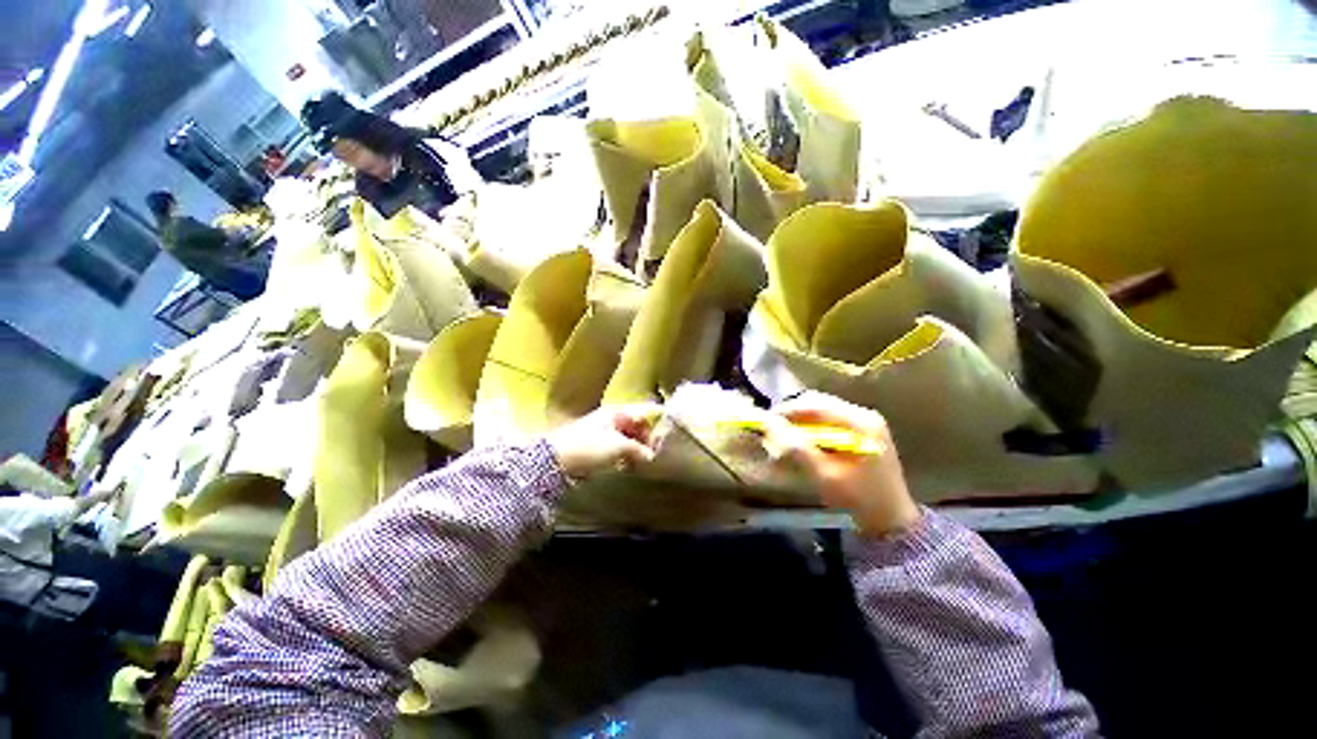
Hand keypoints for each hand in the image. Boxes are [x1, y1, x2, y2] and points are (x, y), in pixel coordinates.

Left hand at [547, 405, 659, 480]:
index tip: (671, 430)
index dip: (660, 417)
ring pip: (630, 437)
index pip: (645, 410)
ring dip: (638, 449)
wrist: (556, 460)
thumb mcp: (618, 446)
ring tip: (642, 462)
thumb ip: (638, 449)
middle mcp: (614, 418)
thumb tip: (651, 456)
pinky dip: (627, 455)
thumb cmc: (589, 447)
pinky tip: (628, 466)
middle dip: (649, 438)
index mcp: (619, 412)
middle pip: (639, 424)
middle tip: (654, 454)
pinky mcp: (599, 445)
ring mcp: (606, 431)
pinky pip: (620, 447)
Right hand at [774, 392, 920, 537]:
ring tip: (784, 433)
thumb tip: (770, 425)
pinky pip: (830, 419)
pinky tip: (803, 439)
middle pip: (820, 403)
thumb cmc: (859, 498)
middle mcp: (865, 415)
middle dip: (794, 413)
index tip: (767, 419)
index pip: (816, 405)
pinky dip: (813, 426)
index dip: (789, 410)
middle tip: (773, 427)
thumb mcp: (825, 475)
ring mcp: (866, 422)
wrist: (892, 520)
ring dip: (802, 419)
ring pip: (823, 409)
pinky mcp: (863, 430)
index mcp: (861, 423)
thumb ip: (798, 448)